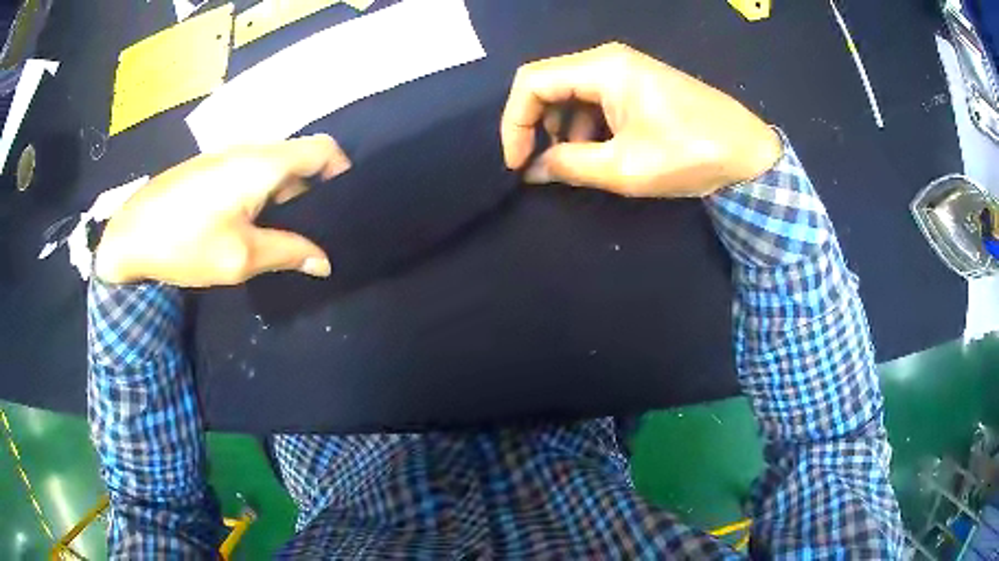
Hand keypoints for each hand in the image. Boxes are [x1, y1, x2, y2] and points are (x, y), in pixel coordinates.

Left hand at [94, 135, 350, 286]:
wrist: (130, 234)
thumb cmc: (185, 242)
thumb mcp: (240, 257)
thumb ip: (288, 253)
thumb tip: (324, 262)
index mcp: (264, 163)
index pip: (323, 149)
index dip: (342, 171)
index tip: (343, 205)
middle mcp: (250, 150)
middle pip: (298, 160)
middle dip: (310, 195)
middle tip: (308, 235)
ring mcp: (227, 156)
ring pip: (272, 169)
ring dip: (283, 198)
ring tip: (278, 236)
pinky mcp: (209, 167)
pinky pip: (249, 173)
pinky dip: (260, 196)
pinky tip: (246, 226)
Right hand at [501, 43, 782, 196]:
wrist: (747, 153)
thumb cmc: (689, 155)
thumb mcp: (624, 168)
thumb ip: (569, 165)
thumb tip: (533, 171)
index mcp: (602, 67)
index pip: (531, 82)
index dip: (514, 122)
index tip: (516, 163)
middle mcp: (608, 59)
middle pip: (548, 83)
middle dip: (536, 125)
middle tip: (541, 164)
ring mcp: (625, 69)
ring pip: (570, 92)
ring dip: (561, 128)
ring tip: (574, 163)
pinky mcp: (638, 84)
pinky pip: (594, 98)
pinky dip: (585, 126)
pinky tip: (599, 151)